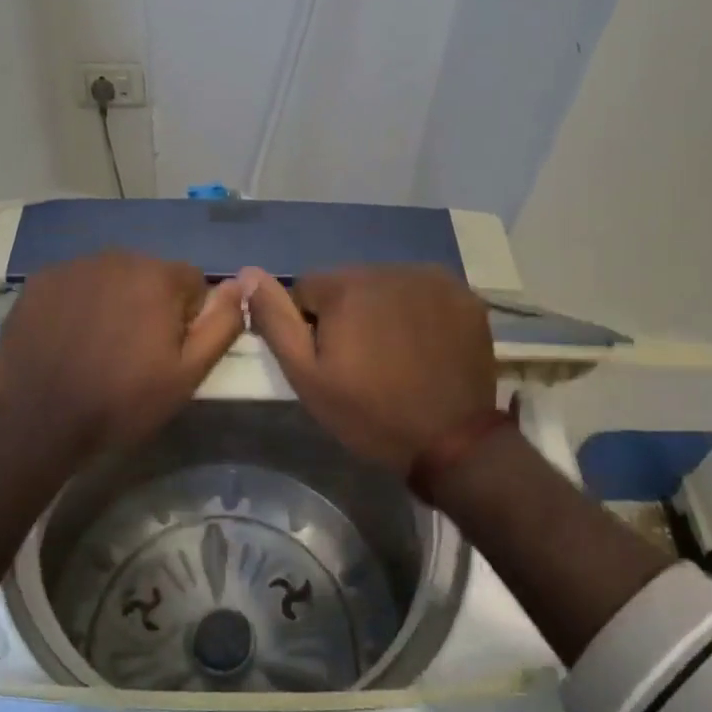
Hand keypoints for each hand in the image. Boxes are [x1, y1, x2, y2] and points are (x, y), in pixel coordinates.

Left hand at [0, 252, 245, 456]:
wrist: (38, 421)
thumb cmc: (122, 401)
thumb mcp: (188, 374)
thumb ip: (221, 324)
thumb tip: (240, 284)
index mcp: (157, 276)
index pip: (191, 282)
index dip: (187, 318)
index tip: (168, 351)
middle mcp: (117, 257)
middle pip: (150, 275)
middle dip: (150, 305)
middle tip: (134, 352)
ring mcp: (73, 266)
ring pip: (112, 278)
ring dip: (114, 301)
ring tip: (99, 346)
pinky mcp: (40, 281)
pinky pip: (75, 284)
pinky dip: (79, 304)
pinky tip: (68, 338)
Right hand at [240, 265, 497, 471]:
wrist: (452, 442)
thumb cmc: (369, 413)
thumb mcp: (307, 377)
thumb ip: (275, 321)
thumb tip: (248, 273)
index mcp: (346, 285)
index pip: (308, 288)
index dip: (312, 325)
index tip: (331, 360)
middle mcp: (389, 269)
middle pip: (350, 283)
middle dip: (349, 313)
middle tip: (364, 361)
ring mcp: (432, 279)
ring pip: (387, 285)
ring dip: (383, 309)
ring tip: (396, 354)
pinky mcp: (464, 294)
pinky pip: (425, 292)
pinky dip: (420, 311)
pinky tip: (426, 345)